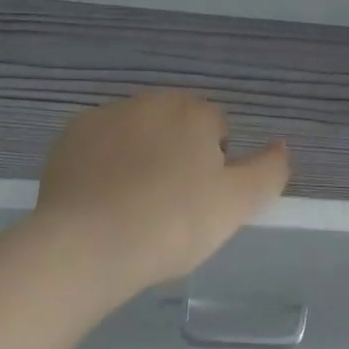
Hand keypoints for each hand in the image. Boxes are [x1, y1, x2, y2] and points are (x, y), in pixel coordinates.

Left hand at [30, 90, 289, 294]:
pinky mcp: (69, 138)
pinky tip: (102, 201)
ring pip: (137, 133)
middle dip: (178, 154)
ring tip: (133, 206)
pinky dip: (105, 165)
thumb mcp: (237, 204)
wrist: (86, 246)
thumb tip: (280, 145)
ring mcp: (105, 117)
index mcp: (193, 112)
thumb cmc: (172, 223)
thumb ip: (269, 171)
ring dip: (141, 156)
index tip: (202, 201)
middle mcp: (150, 102)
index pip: (217, 128)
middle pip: (176, 125)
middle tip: (171, 205)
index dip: (215, 164)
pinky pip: (100, 146)